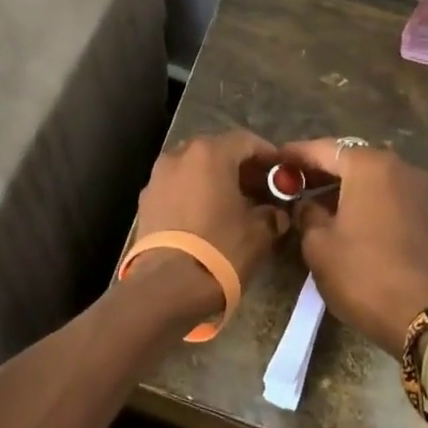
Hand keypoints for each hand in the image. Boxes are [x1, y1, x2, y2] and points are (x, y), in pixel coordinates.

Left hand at [132, 130, 291, 298]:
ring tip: (233, 203)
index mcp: (210, 153)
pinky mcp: (145, 201)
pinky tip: (206, 216)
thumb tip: (276, 213)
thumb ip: (272, 215)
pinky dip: (194, 193)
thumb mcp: (258, 233)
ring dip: (214, 179)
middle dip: (239, 166)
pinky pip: (177, 186)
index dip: (267, 155)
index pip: (246, 141)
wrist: (166, 286)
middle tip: (259, 187)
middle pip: (216, 150)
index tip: (282, 172)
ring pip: (193, 167)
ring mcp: (157, 177)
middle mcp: (179, 155)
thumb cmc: (220, 249)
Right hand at [281, 139, 427, 352]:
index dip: (296, 154)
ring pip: (372, 177)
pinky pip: (389, 194)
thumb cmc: (362, 273)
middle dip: (322, 168)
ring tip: (317, 201)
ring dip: (345, 185)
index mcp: (369, 166)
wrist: (421, 315)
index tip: (275, 158)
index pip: (324, 149)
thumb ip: (307, 213)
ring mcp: (418, 189)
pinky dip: (367, 198)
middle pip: (351, 159)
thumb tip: (307, 204)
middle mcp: (398, 167)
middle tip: (294, 180)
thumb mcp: (318, 243)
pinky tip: (348, 217)